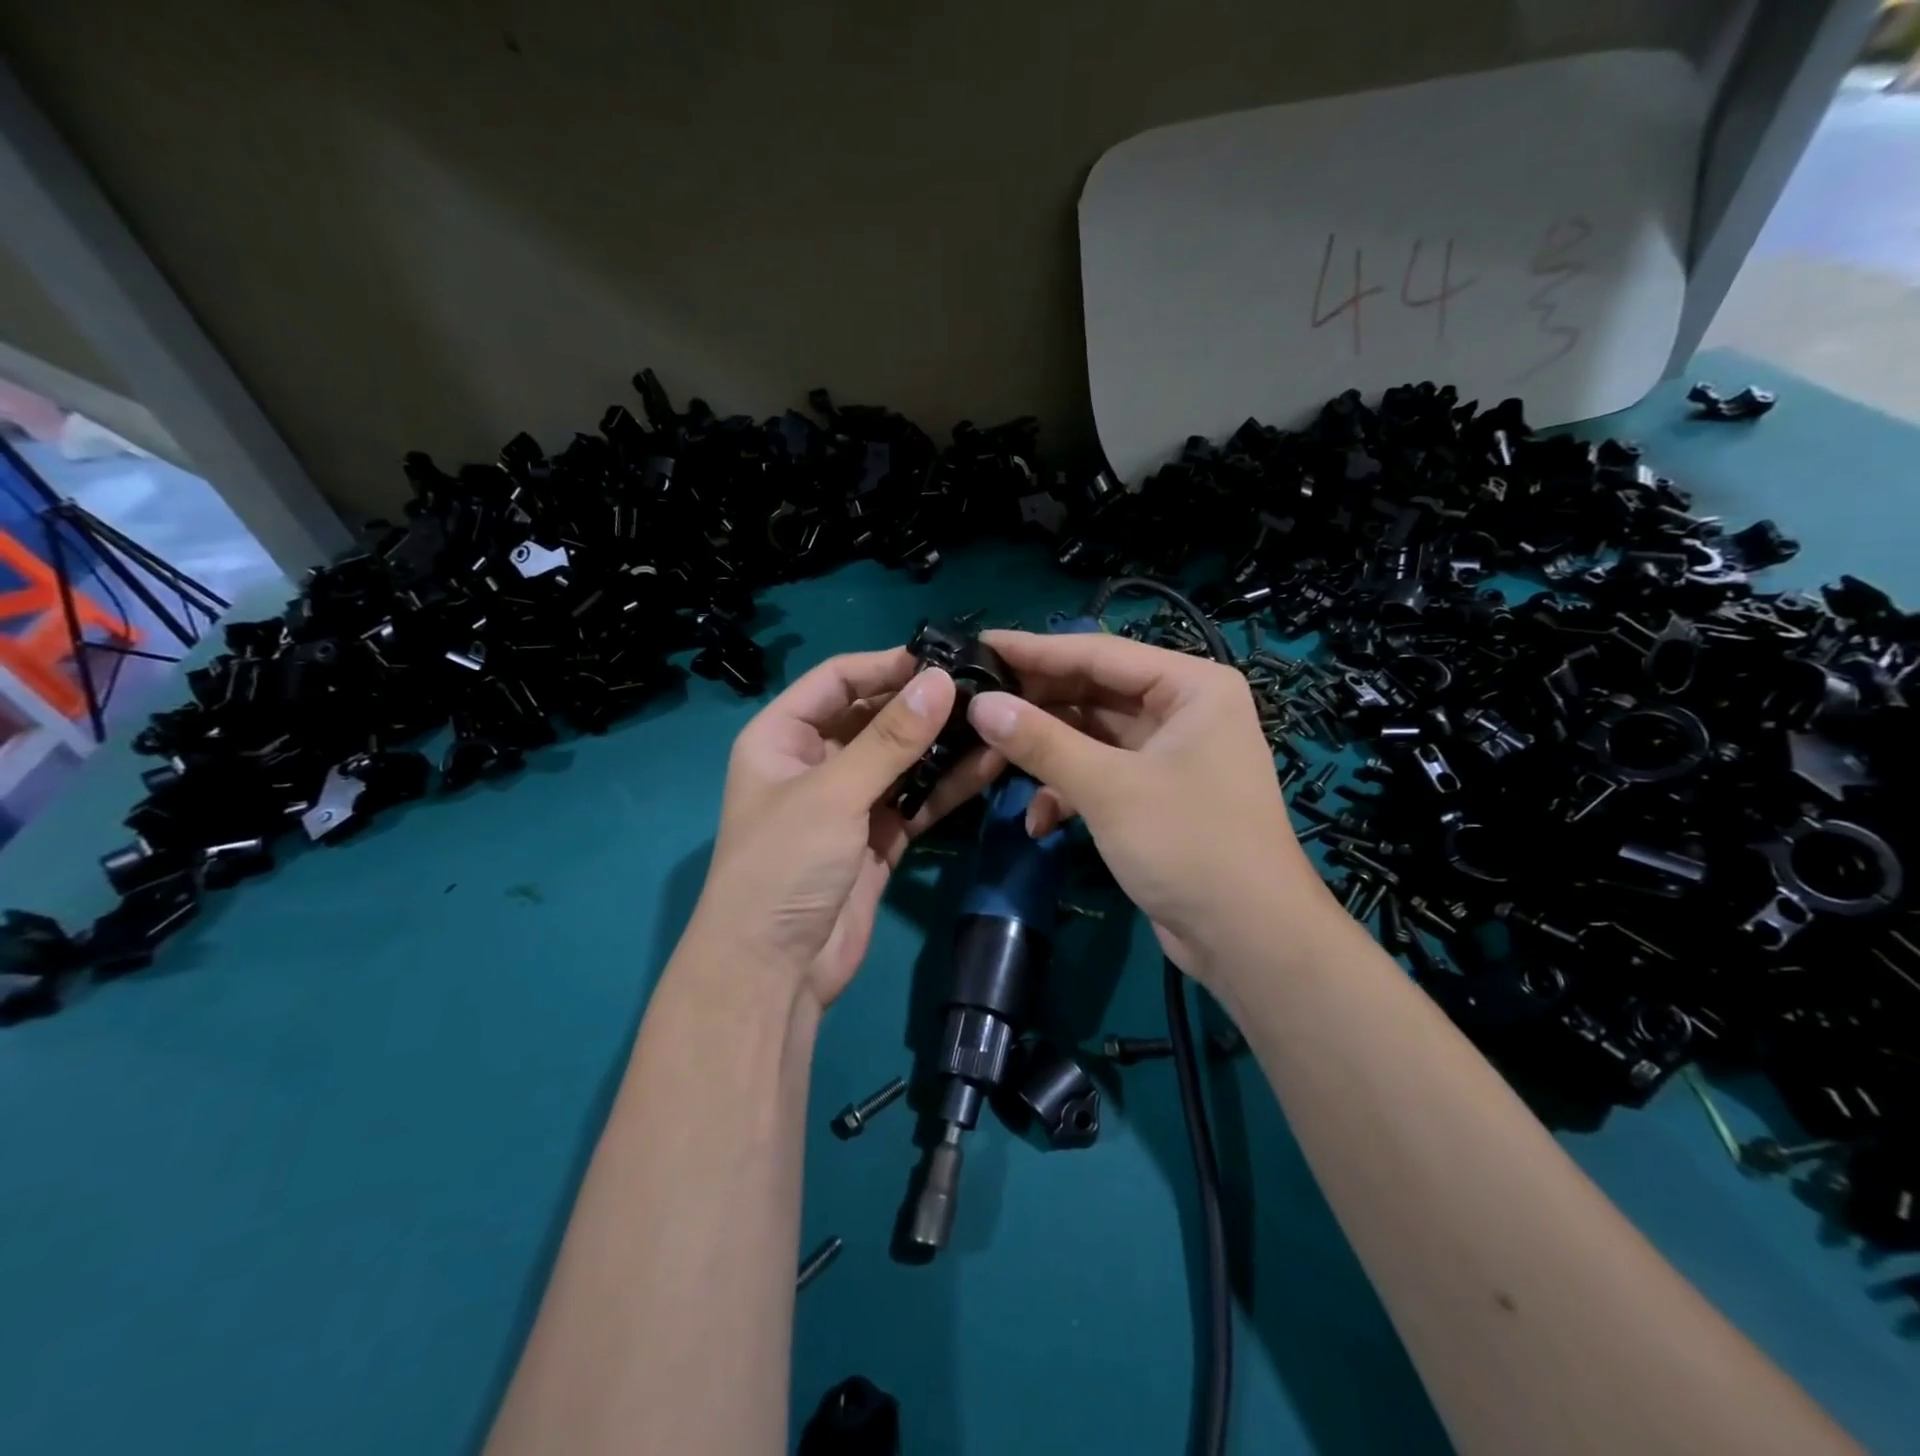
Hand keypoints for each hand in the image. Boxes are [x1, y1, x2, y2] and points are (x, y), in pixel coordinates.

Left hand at [684, 648, 1002, 1009]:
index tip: (942, 660)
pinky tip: (985, 768)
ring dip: (941, 746)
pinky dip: (945, 787)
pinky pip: (914, 801)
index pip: (837, 680)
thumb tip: (942, 680)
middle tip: (982, 691)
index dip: (885, 665)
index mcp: (782, 736)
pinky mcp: (876, 838)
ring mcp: (848, 802)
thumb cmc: (784, 866)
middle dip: (922, 706)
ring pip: (901, 761)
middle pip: (873, 718)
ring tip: (993, 724)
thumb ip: (890, 739)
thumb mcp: (833, 793)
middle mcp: (815, 762)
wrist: (774, 972)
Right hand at [965, 630, 1331, 985]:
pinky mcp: (1156, 793)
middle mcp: (1183, 710)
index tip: (979, 645)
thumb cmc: (1189, 845)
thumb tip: (981, 704)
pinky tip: (1038, 823)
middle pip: (1093, 693)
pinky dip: (1069, 793)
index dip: (1035, 651)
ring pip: (1091, 736)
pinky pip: (1101, 774)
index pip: (1099, 653)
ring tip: (990, 765)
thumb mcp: (1108, 788)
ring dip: (1047, 756)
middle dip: (1036, 709)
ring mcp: (1170, 753)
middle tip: (975, 706)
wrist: (1249, 940)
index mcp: (1191, 687)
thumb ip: (1041, 742)